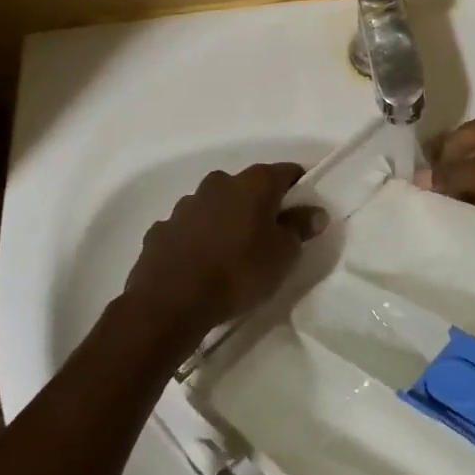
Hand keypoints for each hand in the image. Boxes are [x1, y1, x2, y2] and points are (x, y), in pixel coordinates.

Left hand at [123, 163, 325, 354]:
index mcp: (253, 183)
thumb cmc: (239, 272)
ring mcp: (185, 204)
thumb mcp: (283, 255)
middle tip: (269, 236)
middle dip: (259, 206)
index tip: (304, 211)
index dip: (299, 188)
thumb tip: (314, 212)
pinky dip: (197, 239)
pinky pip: (188, 228)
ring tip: (231, 254)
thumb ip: (300, 228)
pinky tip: (200, 264)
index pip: (286, 172)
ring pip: (214, 206)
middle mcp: (218, 183)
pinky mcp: (160, 229)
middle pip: (248, 187)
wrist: (171, 302)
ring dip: (225, 221)